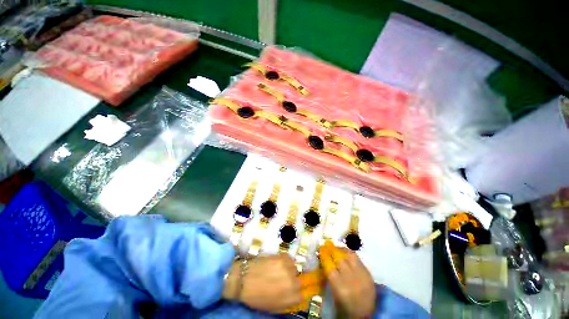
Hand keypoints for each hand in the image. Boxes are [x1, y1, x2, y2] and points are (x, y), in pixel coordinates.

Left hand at [223, 254, 301, 311]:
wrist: (244, 279)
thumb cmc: (256, 297)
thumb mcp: (273, 306)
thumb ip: (287, 301)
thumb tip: (295, 296)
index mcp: (291, 299)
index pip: (302, 295)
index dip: (295, 292)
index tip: (290, 289)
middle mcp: (293, 284)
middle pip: (299, 280)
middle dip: (292, 280)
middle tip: (282, 279)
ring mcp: (288, 269)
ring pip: (294, 267)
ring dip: (288, 269)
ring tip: (279, 270)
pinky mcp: (282, 258)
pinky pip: (288, 258)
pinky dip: (285, 260)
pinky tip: (277, 263)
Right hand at [320, 241, 375, 317]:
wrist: (365, 315)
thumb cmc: (344, 306)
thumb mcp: (333, 292)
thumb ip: (329, 275)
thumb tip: (323, 258)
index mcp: (339, 287)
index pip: (329, 265)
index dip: (324, 254)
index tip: (320, 249)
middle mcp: (350, 279)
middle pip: (339, 257)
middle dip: (331, 249)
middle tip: (327, 245)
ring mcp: (361, 275)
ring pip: (349, 255)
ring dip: (341, 250)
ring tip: (336, 248)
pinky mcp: (369, 274)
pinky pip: (358, 258)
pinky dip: (350, 254)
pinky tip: (345, 253)